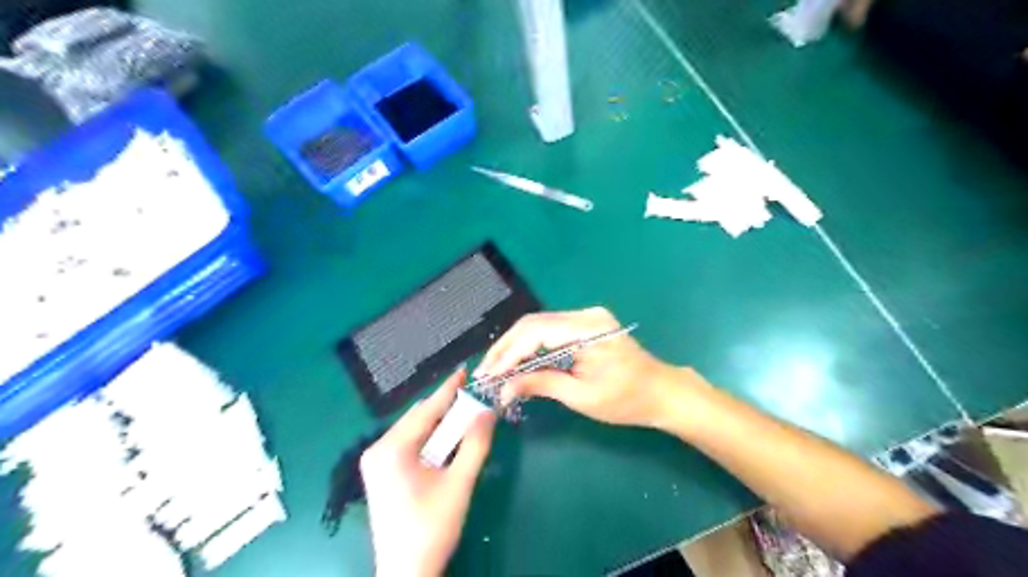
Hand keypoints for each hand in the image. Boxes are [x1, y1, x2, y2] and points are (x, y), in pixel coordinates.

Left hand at [360, 370, 497, 576]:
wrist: (406, 571)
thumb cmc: (432, 527)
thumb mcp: (459, 483)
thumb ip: (475, 444)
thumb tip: (488, 410)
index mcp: (392, 449)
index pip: (426, 410)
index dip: (448, 389)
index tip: (465, 370)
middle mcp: (377, 449)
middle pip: (418, 418)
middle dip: (446, 408)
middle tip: (473, 400)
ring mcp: (375, 462)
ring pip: (413, 430)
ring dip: (439, 424)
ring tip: (465, 418)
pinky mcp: (380, 473)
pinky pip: (408, 444)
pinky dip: (429, 439)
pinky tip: (446, 442)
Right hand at [475, 308, 688, 429]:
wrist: (660, 391)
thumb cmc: (626, 399)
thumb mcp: (582, 396)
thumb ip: (541, 384)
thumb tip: (504, 388)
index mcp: (587, 329)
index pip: (535, 333)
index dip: (507, 354)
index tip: (487, 375)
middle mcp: (585, 314)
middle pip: (533, 324)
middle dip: (505, 348)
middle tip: (485, 372)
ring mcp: (586, 316)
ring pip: (538, 325)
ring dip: (515, 346)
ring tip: (495, 369)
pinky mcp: (585, 324)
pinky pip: (549, 330)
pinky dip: (530, 346)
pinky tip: (517, 361)